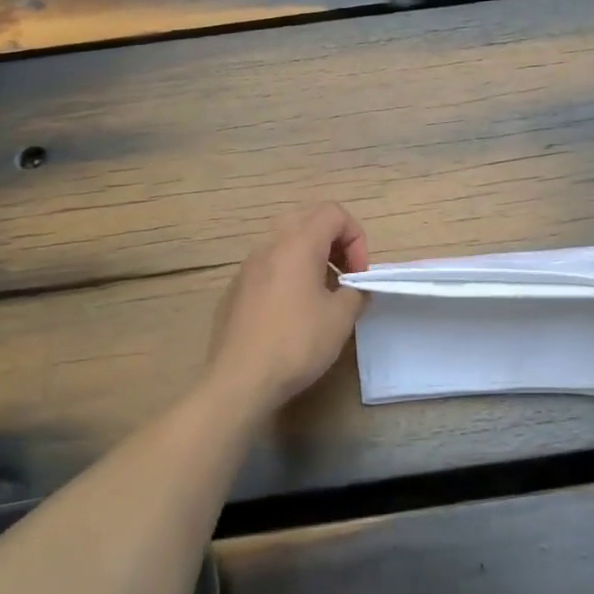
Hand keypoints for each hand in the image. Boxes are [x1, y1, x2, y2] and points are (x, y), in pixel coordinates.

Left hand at [206, 203, 369, 409]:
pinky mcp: (235, 289)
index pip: (334, 213)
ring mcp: (247, 267)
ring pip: (285, 243)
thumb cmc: (296, 343)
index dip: (356, 238)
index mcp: (297, 244)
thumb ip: (356, 293)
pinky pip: (268, 267)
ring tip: (321, 296)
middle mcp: (269, 246)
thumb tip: (354, 289)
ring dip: (311, 258)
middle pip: (308, 220)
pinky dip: (288, 275)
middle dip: (334, 242)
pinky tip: (292, 314)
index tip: (358, 274)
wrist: (239, 380)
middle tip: (344, 276)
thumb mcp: (340, 319)